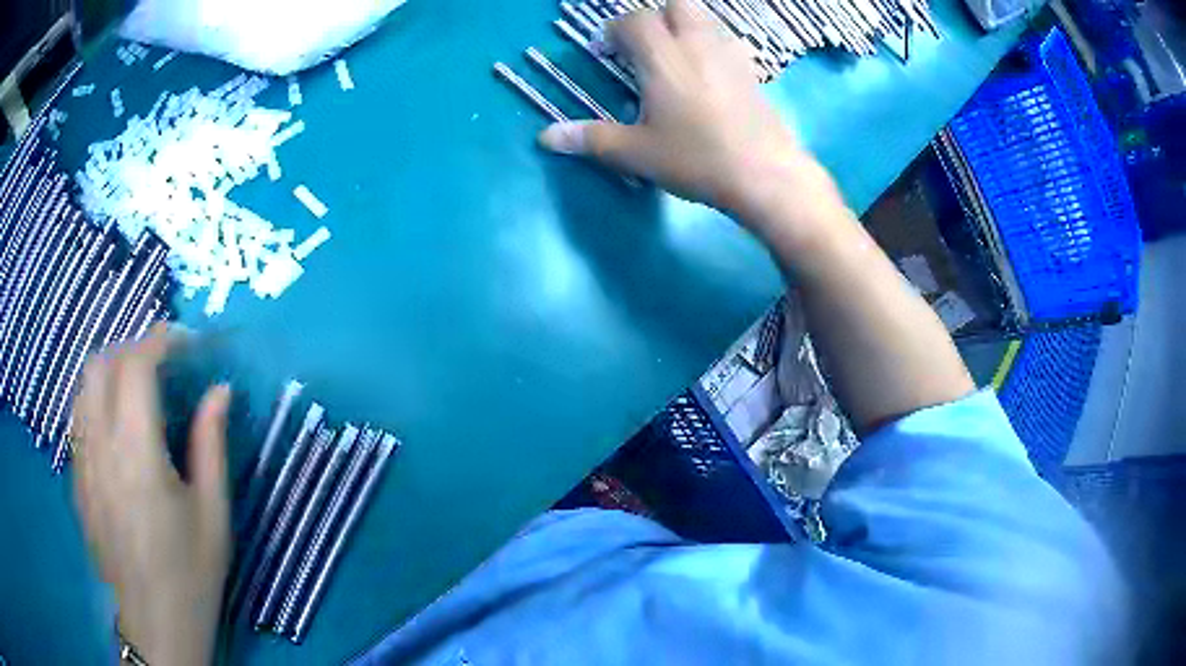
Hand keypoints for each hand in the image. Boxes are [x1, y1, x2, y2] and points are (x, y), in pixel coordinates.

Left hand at [72, 324, 230, 665]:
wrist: (155, 623)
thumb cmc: (190, 574)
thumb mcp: (213, 514)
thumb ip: (211, 445)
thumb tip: (219, 390)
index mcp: (137, 453)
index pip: (136, 366)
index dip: (160, 341)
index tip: (185, 342)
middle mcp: (100, 446)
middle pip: (101, 364)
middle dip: (131, 351)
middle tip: (160, 367)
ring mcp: (83, 462)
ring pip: (83, 386)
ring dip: (110, 372)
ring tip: (136, 391)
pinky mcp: (77, 478)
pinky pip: (79, 417)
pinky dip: (97, 401)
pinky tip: (116, 429)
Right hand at [538, 0, 842, 239]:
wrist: (765, 175)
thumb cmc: (696, 160)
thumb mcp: (636, 153)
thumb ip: (591, 139)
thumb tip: (545, 137)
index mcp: (663, 58)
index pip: (635, 21)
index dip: (616, 31)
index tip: (608, 52)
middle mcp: (696, 45)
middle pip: (677, 5)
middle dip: (656, 17)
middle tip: (645, 46)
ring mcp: (729, 55)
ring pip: (706, 19)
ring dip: (686, 27)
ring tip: (675, 58)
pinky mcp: (752, 72)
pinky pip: (728, 42)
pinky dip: (712, 46)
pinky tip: (709, 75)